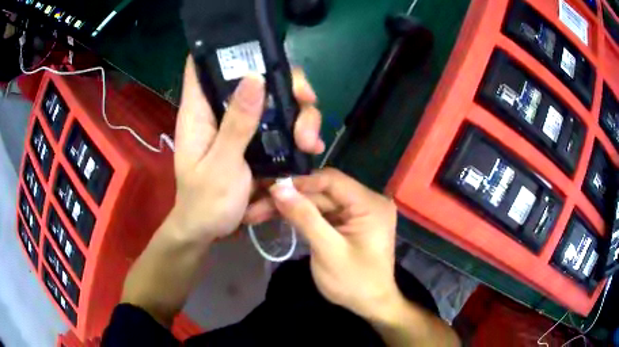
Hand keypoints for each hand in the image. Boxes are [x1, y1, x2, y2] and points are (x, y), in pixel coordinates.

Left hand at [170, 57, 323, 242]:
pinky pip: (281, 126)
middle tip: (307, 100)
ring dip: (299, 115)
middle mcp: (221, 112)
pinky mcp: (256, 142)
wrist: (210, 230)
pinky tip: (311, 148)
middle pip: (254, 79)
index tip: (259, 49)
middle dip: (285, 86)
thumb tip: (253, 77)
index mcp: (200, 112)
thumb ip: (236, 123)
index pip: (203, 67)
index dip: (226, 50)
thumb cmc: (205, 201)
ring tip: (311, 142)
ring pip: (275, 102)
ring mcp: (241, 126)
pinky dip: (298, 133)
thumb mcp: (221, 165)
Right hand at [248, 168, 399, 318]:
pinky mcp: (347, 223)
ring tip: (257, 212)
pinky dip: (300, 217)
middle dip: (289, 198)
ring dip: (290, 207)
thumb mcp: (328, 251)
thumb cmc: (355, 282)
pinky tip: (276, 217)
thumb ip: (305, 217)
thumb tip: (278, 187)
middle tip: (256, 203)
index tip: (270, 187)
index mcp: (370, 204)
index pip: (332, 181)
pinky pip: (321, 214)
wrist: (371, 305)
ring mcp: (356, 212)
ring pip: (318, 202)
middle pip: (322, 192)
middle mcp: (366, 202)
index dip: (300, 182)